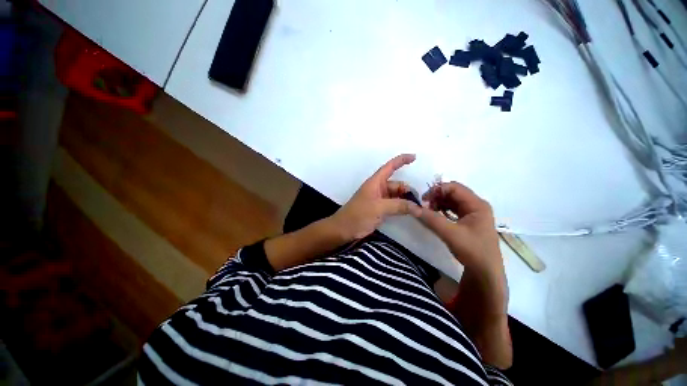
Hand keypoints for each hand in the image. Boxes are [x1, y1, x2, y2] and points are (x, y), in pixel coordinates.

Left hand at [329, 154, 421, 241]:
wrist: (344, 229)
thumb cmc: (358, 214)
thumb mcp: (379, 208)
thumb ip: (399, 206)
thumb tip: (418, 208)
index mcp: (375, 182)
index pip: (390, 167)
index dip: (401, 160)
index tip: (414, 157)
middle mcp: (378, 189)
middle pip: (396, 184)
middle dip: (408, 190)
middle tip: (421, 202)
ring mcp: (379, 200)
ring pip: (396, 196)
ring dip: (406, 200)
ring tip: (419, 208)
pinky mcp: (379, 209)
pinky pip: (394, 205)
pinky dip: (402, 207)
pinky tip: (410, 212)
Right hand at [418, 182, 503, 275]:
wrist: (485, 273)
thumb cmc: (472, 251)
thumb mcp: (450, 233)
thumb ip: (430, 219)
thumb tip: (412, 207)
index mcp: (477, 204)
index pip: (454, 187)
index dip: (437, 190)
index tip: (423, 200)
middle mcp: (476, 205)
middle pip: (453, 193)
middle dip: (437, 197)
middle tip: (424, 206)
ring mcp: (473, 213)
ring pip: (452, 201)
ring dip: (439, 203)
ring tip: (428, 211)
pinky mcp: (469, 221)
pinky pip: (453, 210)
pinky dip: (442, 210)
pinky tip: (435, 216)